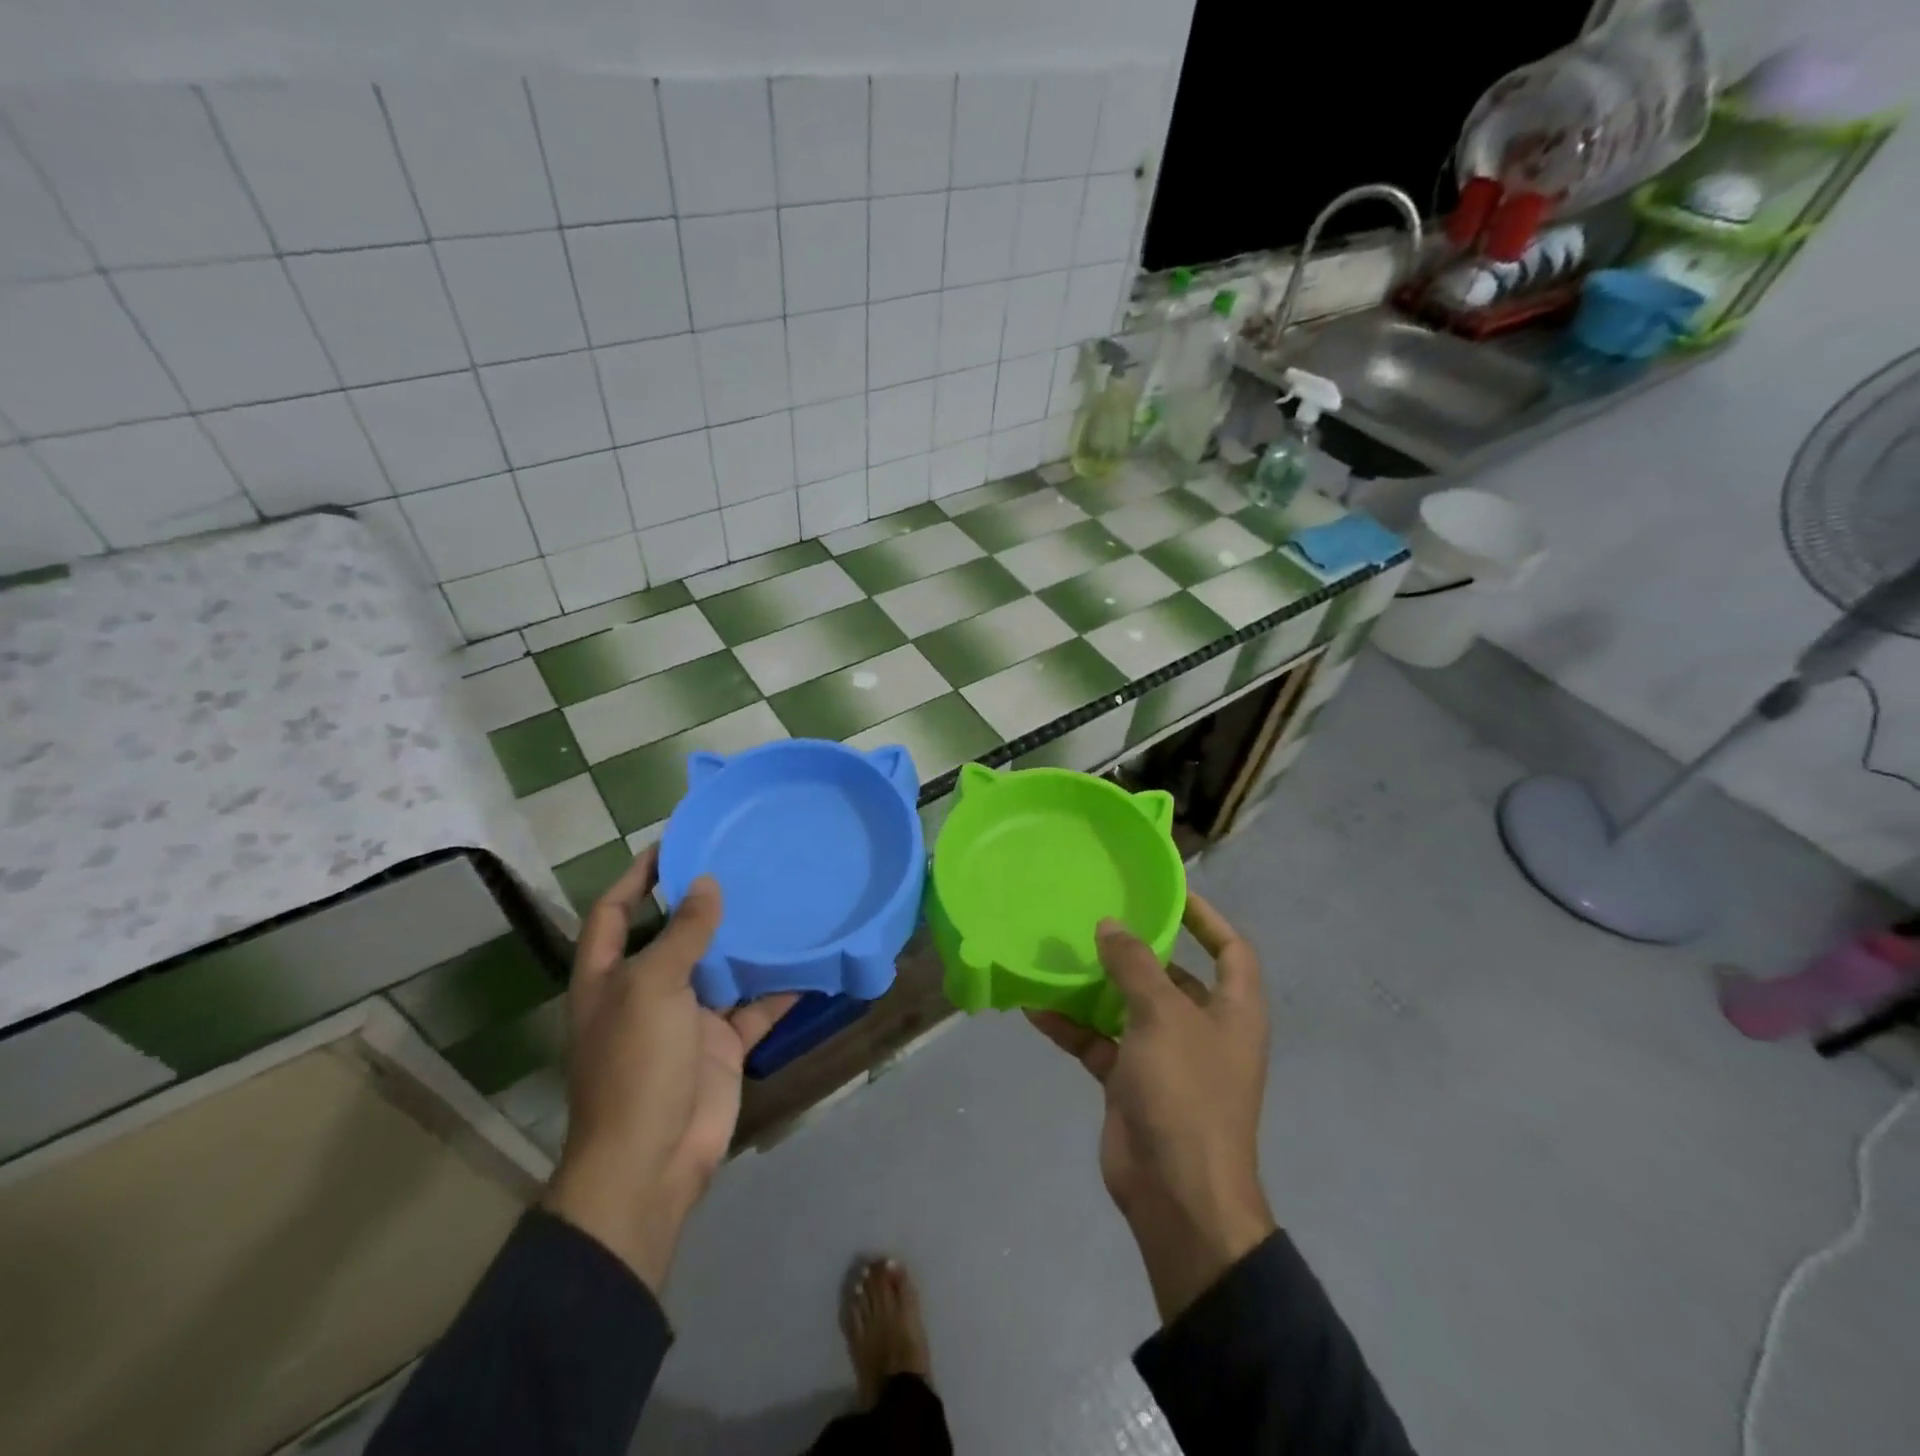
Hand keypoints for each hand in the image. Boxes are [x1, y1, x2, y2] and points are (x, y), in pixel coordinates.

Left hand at [543, 847, 796, 1294]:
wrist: (652, 1161)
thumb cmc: (637, 1064)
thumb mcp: (654, 987)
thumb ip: (683, 934)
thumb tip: (706, 883)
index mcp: (610, 975)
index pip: (616, 910)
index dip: (638, 876)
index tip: (675, 842)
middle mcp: (646, 990)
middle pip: (674, 935)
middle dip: (703, 903)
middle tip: (744, 863)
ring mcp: (686, 1019)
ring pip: (720, 968)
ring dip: (746, 942)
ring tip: (780, 900)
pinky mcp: (721, 1044)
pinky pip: (755, 1007)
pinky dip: (779, 988)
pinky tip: (809, 963)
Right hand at [1028, 892, 1275, 1322]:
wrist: (1177, 1195)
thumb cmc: (1186, 1092)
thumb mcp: (1162, 1016)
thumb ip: (1135, 965)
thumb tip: (1110, 925)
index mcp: (1232, 1010)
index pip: (1230, 949)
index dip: (1206, 917)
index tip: (1167, 893)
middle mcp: (1203, 1029)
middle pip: (1172, 976)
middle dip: (1137, 950)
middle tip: (1095, 918)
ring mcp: (1166, 1058)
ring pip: (1129, 1008)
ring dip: (1097, 986)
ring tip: (1059, 954)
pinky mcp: (1132, 1083)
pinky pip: (1099, 1042)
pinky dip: (1073, 1026)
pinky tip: (1036, 1007)